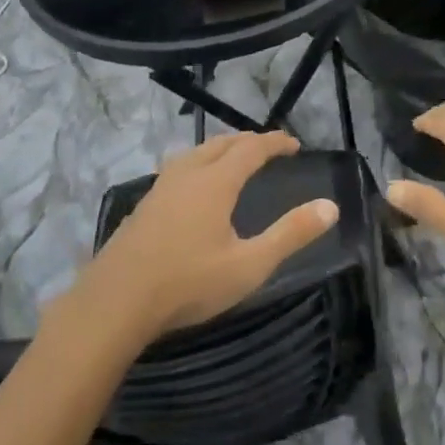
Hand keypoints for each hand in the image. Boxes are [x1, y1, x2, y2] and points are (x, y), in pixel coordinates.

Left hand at [87, 132, 337, 336]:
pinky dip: (199, 164)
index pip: (251, 148)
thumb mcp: (249, 265)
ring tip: (233, 159)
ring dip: (220, 149)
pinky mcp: (143, 206)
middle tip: (268, 147)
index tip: (294, 143)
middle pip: (221, 143)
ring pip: (196, 153)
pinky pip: (179, 168)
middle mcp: (188, 174)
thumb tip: (330, 206)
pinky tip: (193, 188)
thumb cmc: (188, 283)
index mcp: (216, 181)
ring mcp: (160, 188)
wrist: (114, 304)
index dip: (275, 142)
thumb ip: (291, 234)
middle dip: (248, 141)